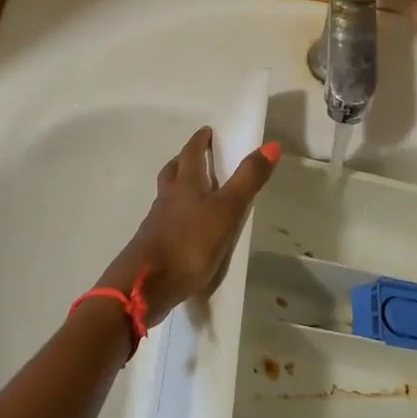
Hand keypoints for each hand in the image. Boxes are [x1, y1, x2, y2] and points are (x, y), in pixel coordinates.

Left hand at [99, 128, 278, 324]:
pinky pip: (165, 220)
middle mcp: (168, 198)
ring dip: (178, 187)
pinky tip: (186, 229)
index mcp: (186, 184)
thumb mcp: (227, 211)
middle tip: (197, 156)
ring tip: (193, 191)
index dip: (199, 141)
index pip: (191, 153)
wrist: (145, 285)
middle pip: (173, 171)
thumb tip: (271, 144)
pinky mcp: (153, 245)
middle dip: (185, 160)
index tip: (206, 131)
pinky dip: (175, 215)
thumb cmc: (189, 243)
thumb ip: (248, 179)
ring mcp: (157, 222)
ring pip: (167, 195)